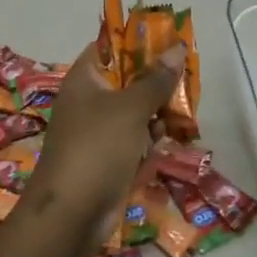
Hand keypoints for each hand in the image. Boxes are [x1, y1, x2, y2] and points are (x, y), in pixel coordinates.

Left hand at [26, 41, 182, 235]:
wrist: (71, 213)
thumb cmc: (97, 148)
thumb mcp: (130, 108)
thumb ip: (156, 79)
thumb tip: (176, 48)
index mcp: (84, 79)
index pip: (110, 47)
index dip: (138, 43)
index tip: (170, 43)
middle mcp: (88, 100)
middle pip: (128, 80)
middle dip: (156, 83)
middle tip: (186, 83)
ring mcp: (97, 131)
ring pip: (135, 111)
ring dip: (156, 114)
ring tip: (178, 117)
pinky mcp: (108, 158)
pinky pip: (133, 139)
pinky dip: (148, 140)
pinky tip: (163, 144)